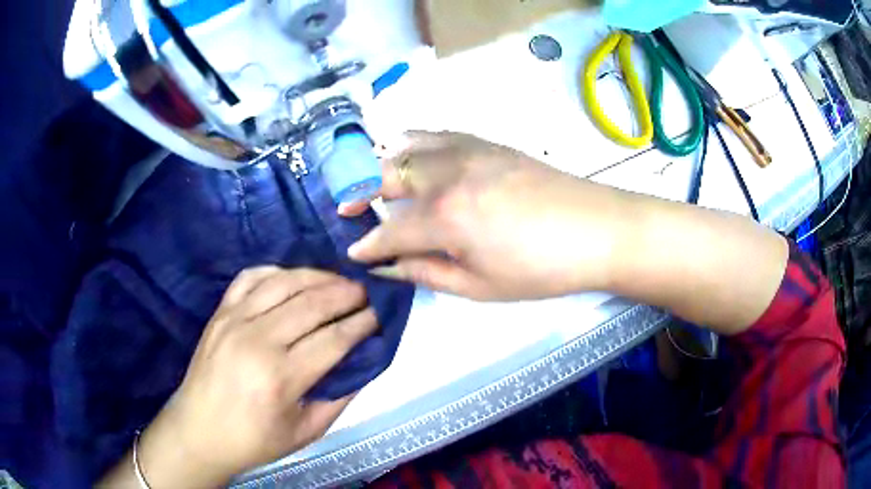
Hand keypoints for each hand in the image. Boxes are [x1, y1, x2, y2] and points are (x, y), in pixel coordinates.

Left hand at [128, 267, 376, 487]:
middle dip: (347, 294)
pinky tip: (293, 279)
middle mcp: (257, 340)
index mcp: (280, 378)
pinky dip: (277, 272)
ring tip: (338, 281)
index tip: (380, 314)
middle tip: (366, 292)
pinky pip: (251, 277)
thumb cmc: (254, 440)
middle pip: (312, 304)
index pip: (334, 339)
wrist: (198, 430)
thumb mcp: (306, 432)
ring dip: (318, 277)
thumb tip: (363, 362)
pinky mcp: (219, 313)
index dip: (363, 323)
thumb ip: (339, 397)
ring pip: (284, 282)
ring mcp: (234, 320)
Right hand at [343, 131, 635, 300]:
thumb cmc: (540, 269)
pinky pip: (434, 134)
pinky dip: (412, 144)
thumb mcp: (479, 286)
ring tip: (376, 183)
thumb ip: (425, 273)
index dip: (367, 245)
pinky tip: (412, 155)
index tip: (353, 253)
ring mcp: (465, 150)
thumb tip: (386, 267)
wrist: (595, 229)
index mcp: (443, 218)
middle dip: (358, 195)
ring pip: (404, 147)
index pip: (388, 232)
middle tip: (348, 211)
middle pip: (384, 177)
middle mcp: (445, 174)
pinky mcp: (483, 141)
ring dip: (381, 165)